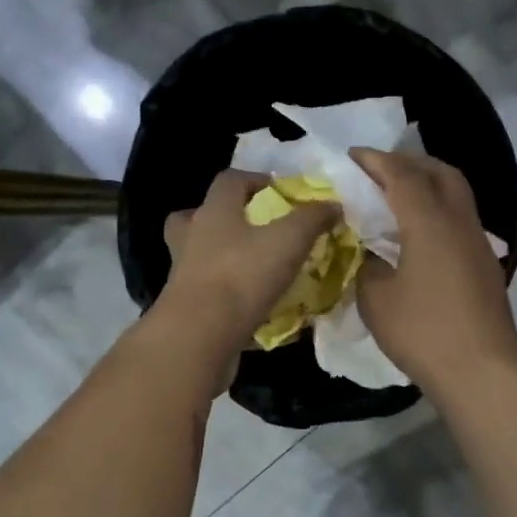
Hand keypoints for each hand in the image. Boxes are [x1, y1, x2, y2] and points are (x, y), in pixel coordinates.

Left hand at [158, 170, 339, 356]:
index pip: (229, 180)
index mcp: (214, 212)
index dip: (256, 179)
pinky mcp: (186, 307)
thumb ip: (312, 219)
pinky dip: (228, 295)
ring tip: (257, 270)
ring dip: (225, 258)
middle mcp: (192, 236)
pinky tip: (254, 306)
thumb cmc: (241, 277)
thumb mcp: (289, 241)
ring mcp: (184, 273)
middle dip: (227, 218)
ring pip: (200, 255)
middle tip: (256, 229)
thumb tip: (332, 204)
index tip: (281, 191)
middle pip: (201, 215)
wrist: (199, 336)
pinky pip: (208, 292)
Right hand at [351, 149, 516, 399]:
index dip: (375, 161)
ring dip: (427, 183)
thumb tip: (367, 250)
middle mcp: (459, 221)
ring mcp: (478, 242)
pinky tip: (418, 232)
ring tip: (396, 196)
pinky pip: (460, 218)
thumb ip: (366, 264)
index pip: (402, 175)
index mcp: (429, 222)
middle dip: (408, 162)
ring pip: (456, 193)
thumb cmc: (423, 332)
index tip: (352, 155)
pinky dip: (437, 209)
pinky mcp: (485, 264)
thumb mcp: (376, 299)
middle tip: (378, 170)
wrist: (481, 371)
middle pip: (439, 172)